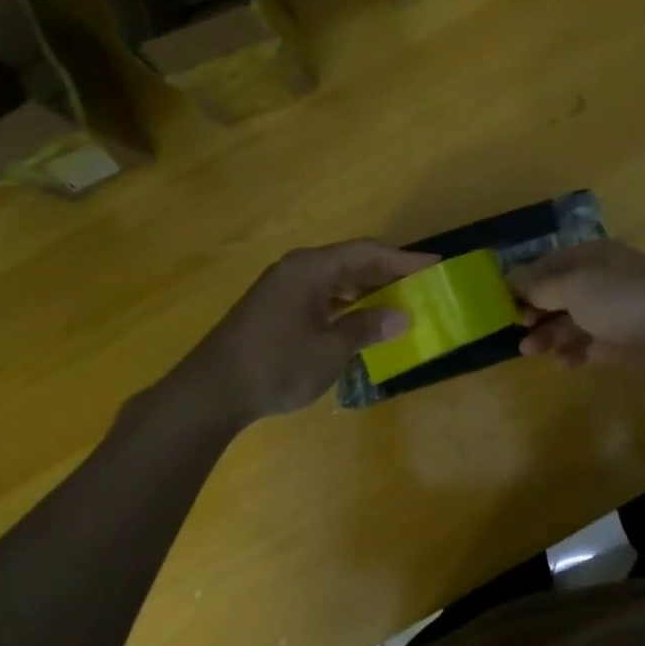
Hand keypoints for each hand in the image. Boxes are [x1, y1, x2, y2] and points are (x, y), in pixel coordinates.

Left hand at [175, 241, 437, 423]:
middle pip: (350, 262)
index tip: (434, 265)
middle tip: (420, 285)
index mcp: (311, 268)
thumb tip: (403, 316)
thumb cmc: (276, 364)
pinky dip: (344, 304)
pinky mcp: (273, 309)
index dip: (403, 259)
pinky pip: (319, 295)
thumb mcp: (330, 349)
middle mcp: (296, 269)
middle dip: (386, 273)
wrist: (210, 392)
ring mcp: (281, 289)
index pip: (366, 252)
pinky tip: (359, 321)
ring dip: (365, 290)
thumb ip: (367, 328)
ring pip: (334, 280)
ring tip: (397, 303)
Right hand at [508, 240, 644, 385]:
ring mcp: (612, 313)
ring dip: (549, 335)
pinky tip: (563, 363)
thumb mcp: (574, 286)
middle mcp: (601, 281)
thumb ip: (540, 285)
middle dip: (535, 311)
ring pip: (570, 322)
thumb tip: (511, 277)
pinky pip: (588, 346)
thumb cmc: (622, 299)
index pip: (550, 263)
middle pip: (558, 294)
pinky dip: (573, 353)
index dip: (525, 280)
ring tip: (531, 351)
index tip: (502, 300)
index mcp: (592, 257)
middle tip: (517, 327)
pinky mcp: (621, 343)